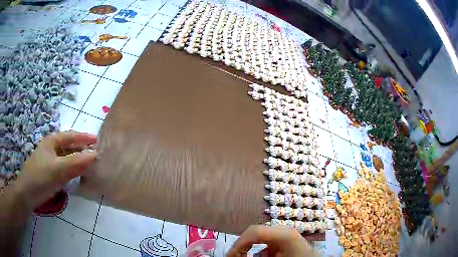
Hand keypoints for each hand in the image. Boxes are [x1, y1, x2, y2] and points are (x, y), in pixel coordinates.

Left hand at [14, 131, 97, 209]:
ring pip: (67, 157)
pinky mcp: (50, 172)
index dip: (84, 137)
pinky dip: (72, 169)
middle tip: (95, 155)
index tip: (97, 141)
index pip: (71, 135)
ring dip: (78, 160)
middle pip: (69, 146)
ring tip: (90, 165)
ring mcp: (50, 161)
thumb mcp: (58, 170)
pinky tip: (77, 175)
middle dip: (82, 149)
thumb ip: (76, 162)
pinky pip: (64, 168)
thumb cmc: (41, 178)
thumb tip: (95, 155)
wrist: (27, 194)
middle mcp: (51, 148)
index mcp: (52, 141)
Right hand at [225, 225, 314, 256]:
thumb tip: (235, 256)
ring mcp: (283, 234)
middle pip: (254, 232)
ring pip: (257, 238)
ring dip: (247, 249)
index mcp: (285, 234)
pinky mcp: (282, 240)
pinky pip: (264, 243)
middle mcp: (283, 230)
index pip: (255, 231)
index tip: (230, 256)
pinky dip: (256, 251)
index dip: (239, 243)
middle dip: (241, 246)